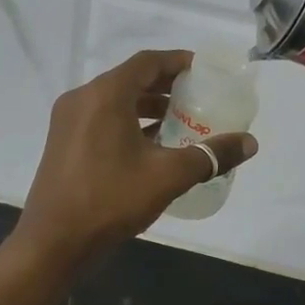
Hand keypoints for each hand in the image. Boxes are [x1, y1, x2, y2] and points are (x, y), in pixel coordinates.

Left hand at [10, 50, 258, 267]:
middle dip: (166, 86)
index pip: (148, 62)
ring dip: (148, 106)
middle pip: (131, 79)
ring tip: (181, 121)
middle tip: (199, 97)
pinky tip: (152, 145)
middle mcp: (83, 99)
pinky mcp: (63, 143)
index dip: (179, 62)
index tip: (205, 72)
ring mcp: (68, 122)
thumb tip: (250, 143)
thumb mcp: (168, 176)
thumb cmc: (110, 200)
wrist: (53, 242)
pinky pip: (102, 119)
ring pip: (115, 101)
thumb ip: (210, 155)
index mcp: (105, 95)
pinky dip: (129, 123)